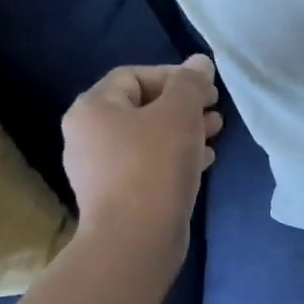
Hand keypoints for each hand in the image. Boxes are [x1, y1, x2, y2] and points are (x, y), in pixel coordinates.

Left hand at [61, 55, 222, 257]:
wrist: (135, 240)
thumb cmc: (154, 166)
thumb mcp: (179, 114)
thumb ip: (190, 84)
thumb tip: (199, 62)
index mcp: (93, 108)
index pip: (134, 75)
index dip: (174, 76)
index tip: (207, 91)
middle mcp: (87, 135)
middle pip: (141, 107)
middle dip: (183, 106)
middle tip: (216, 113)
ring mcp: (99, 169)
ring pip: (148, 138)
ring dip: (183, 132)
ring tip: (215, 137)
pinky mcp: (116, 196)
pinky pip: (148, 165)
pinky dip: (175, 158)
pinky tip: (203, 163)